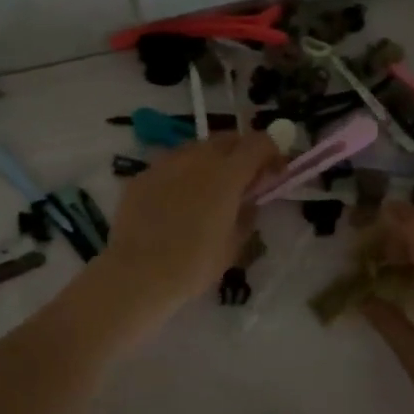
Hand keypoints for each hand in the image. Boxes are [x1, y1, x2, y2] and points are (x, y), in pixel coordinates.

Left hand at [91, 132, 282, 324]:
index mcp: (227, 173)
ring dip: (210, 160)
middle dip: (241, 152)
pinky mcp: (142, 175)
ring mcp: (165, 163)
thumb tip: (249, 200)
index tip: (276, 170)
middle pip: (227, 139)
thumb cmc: (193, 264)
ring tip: (209, 188)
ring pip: (196, 148)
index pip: (259, 143)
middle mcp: (197, 158)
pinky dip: (182, 174)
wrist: (137, 273)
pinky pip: (170, 165)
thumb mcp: (233, 244)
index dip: (272, 152)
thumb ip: (247, 214)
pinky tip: (177, 200)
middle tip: (245, 177)